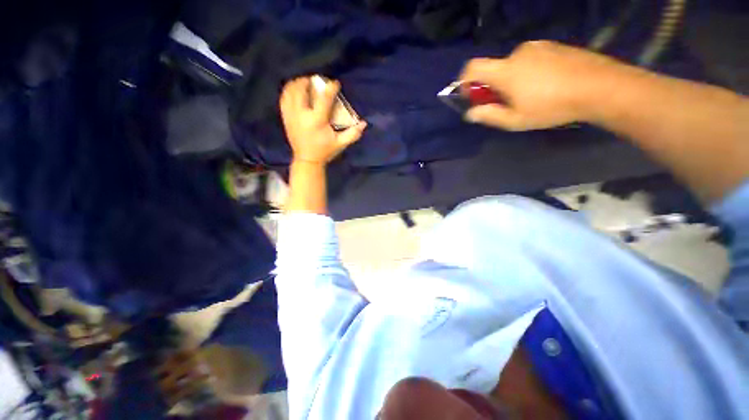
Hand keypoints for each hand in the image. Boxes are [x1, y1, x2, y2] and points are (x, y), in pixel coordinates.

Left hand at [280, 77, 366, 164]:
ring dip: (297, 83)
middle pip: (301, 89)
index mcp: (317, 121)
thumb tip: (364, 123)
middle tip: (316, 81)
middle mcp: (302, 115)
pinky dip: (288, 91)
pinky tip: (294, 90)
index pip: (323, 98)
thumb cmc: (325, 151)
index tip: (335, 83)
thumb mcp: (341, 143)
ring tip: (305, 83)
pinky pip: (283, 98)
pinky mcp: (285, 118)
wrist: (307, 160)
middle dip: (308, 81)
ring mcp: (291, 116)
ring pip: (289, 91)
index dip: (330, 88)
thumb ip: (353, 134)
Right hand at [459, 41, 628, 130]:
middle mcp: (518, 52)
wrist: (599, 86)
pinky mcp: (553, 46)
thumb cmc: (552, 106)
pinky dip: (528, 72)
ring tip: (530, 95)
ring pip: (513, 64)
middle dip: (493, 86)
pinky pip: (530, 59)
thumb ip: (489, 116)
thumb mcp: (515, 120)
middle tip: (506, 103)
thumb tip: (470, 113)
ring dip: (512, 79)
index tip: (470, 95)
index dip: (464, 80)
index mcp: (505, 71)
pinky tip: (544, 84)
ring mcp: (537, 46)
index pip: (472, 67)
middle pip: (494, 68)